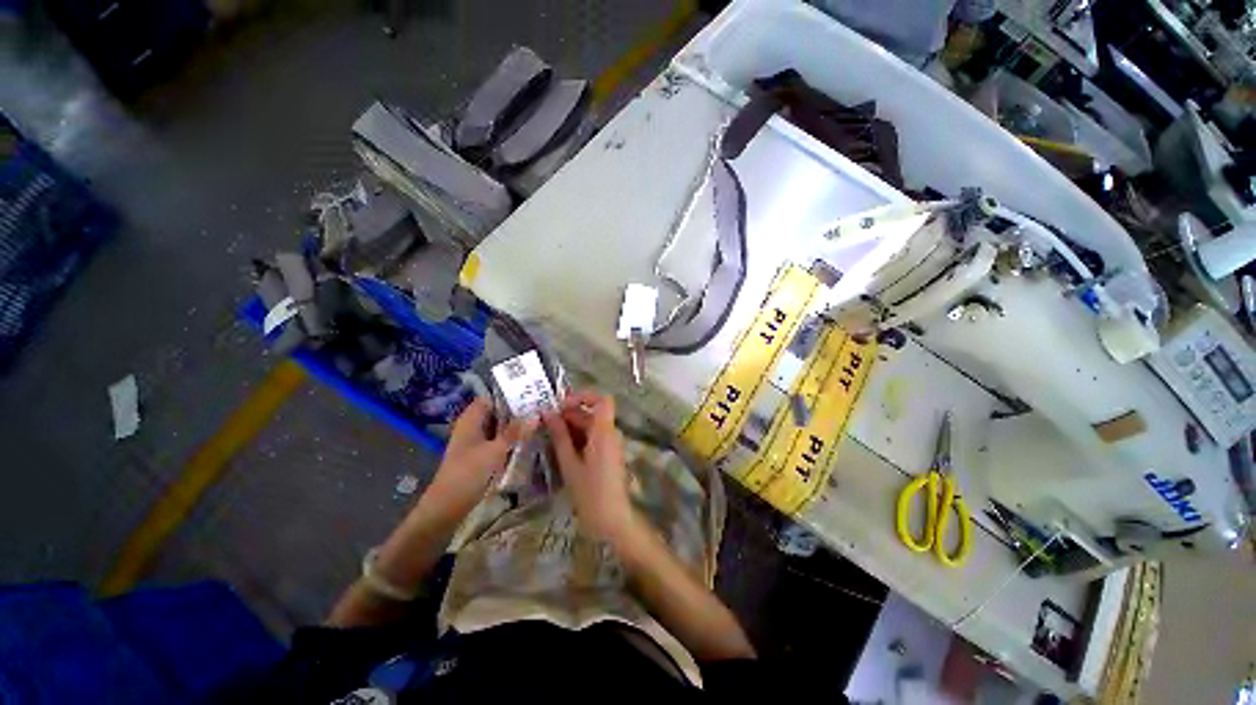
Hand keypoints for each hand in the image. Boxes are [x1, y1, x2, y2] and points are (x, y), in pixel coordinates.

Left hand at [424, 397, 534, 517]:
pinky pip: (499, 441)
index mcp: (471, 419)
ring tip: (541, 423)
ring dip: (516, 426)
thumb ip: (516, 432)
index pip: (492, 398)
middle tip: (542, 410)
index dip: (510, 396)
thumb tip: (536, 414)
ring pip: (500, 428)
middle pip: (497, 412)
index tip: (532, 396)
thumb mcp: (494, 451)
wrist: (447, 507)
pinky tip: (529, 441)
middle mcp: (473, 427)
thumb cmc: (467, 473)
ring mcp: (476, 442)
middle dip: (517, 411)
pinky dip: (512, 440)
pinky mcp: (481, 456)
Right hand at [543, 390, 634, 542]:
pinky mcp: (609, 455)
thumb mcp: (569, 463)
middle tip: (547, 423)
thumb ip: (560, 436)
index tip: (562, 404)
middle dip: (570, 414)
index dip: (583, 396)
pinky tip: (562, 449)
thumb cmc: (589, 492)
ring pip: (592, 426)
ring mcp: (611, 445)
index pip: (602, 399)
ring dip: (572, 427)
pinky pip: (594, 438)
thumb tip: (548, 413)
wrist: (611, 519)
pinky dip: (579, 438)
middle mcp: (611, 433)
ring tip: (550, 436)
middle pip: (593, 413)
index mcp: (604, 431)